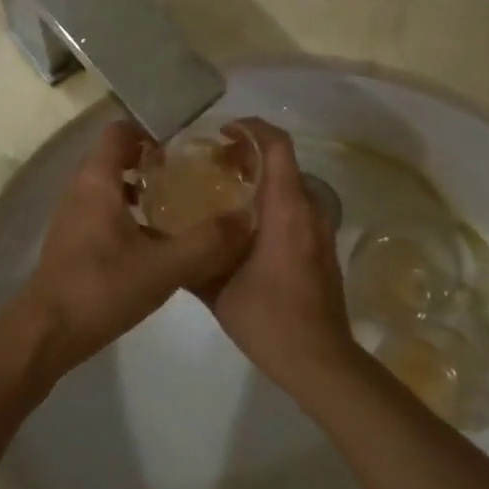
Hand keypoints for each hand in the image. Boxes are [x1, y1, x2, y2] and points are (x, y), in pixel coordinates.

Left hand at [9, 120, 253, 382]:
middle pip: (117, 155)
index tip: (187, 144)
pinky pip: (106, 209)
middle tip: (192, 172)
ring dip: (143, 186)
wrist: (46, 335)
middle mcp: (81, 189)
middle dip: (154, 159)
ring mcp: (74, 216)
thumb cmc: (101, 290)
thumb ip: (206, 242)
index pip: (120, 131)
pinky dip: (131, 211)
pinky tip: (159, 237)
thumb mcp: (163, 267)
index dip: (153, 129)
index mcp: (97, 181)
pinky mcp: (74, 241)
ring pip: (112, 184)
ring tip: (181, 201)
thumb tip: (245, 218)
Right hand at [208, 119, 360, 399]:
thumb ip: (194, 258)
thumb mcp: (218, 290)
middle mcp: (309, 210)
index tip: (222, 132)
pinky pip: (297, 207)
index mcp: (286, 210)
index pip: (277, 146)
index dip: (251, 128)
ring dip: (261, 178)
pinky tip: (245, 225)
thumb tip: (167, 238)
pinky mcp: (321, 247)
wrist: (320, 360)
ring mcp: (320, 229)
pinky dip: (272, 200)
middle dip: (249, 154)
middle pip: (283, 162)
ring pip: (291, 185)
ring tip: (224, 191)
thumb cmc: (269, 320)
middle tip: (213, 163)